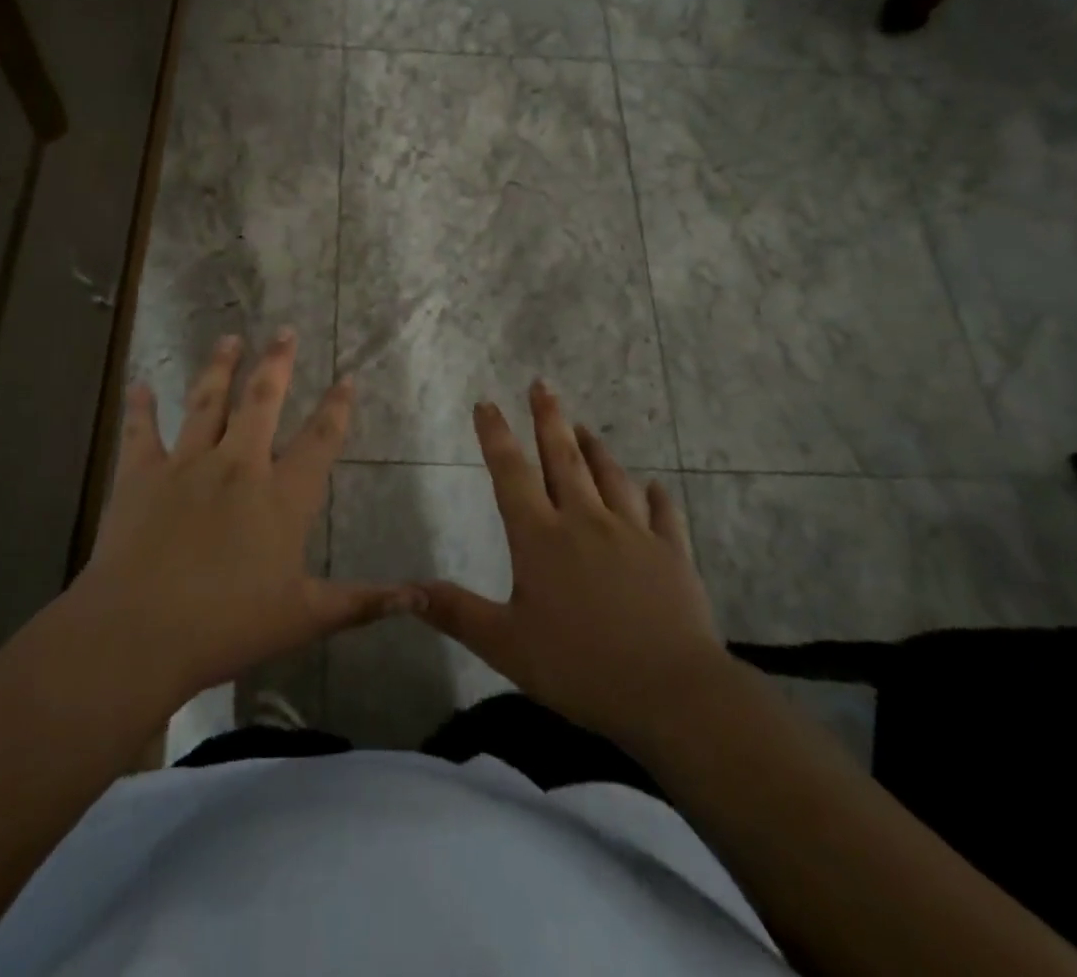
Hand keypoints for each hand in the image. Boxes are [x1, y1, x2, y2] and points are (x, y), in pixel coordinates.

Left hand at [68, 328, 421, 706]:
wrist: (140, 632)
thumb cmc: (228, 626)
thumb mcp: (304, 617)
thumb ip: (362, 601)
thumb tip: (420, 596)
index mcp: (281, 496)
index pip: (319, 441)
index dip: (336, 407)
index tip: (347, 377)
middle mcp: (238, 465)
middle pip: (262, 401)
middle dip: (277, 363)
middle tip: (284, 331)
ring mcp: (187, 464)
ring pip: (207, 402)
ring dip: (220, 367)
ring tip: (230, 338)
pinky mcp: (141, 475)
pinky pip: (141, 432)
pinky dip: (140, 407)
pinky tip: (140, 384)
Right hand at [419, 382, 727, 749]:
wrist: (670, 692)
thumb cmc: (580, 667)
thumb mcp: (506, 645)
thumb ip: (456, 612)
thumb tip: (405, 589)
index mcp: (541, 537)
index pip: (512, 474)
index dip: (496, 436)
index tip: (487, 403)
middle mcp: (585, 521)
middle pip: (563, 459)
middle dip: (548, 419)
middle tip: (542, 385)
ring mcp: (633, 534)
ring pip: (611, 478)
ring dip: (595, 449)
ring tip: (585, 427)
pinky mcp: (671, 554)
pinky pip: (663, 515)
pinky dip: (657, 498)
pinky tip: (656, 487)